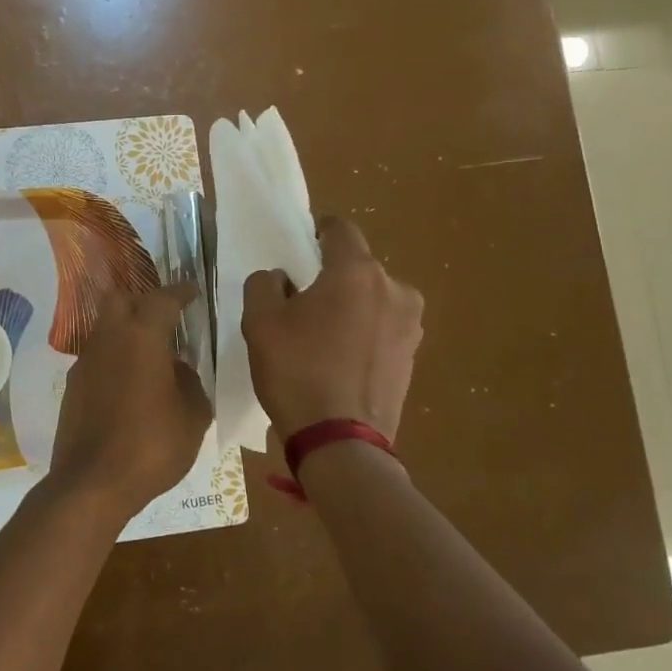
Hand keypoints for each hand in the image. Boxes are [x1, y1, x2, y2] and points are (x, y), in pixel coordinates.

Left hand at [48, 282, 213, 519]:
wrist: (92, 483)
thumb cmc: (151, 446)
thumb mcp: (193, 417)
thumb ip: (191, 384)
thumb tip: (178, 370)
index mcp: (141, 337)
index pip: (162, 299)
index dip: (180, 292)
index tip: (192, 292)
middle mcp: (108, 339)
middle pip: (120, 299)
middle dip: (143, 300)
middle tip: (165, 317)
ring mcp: (85, 362)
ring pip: (105, 327)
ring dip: (126, 330)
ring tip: (151, 354)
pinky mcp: (73, 386)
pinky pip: (97, 357)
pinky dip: (114, 358)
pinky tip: (130, 384)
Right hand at [242, 216, 424, 442]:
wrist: (340, 442)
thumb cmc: (296, 371)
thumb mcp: (259, 321)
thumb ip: (264, 284)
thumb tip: (282, 279)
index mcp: (356, 271)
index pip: (340, 229)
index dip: (317, 233)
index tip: (300, 251)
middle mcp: (394, 289)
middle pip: (357, 268)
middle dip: (331, 278)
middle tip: (302, 305)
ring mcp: (410, 325)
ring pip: (372, 300)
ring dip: (350, 307)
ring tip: (322, 340)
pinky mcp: (413, 356)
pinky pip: (382, 330)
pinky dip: (363, 335)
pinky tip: (340, 363)